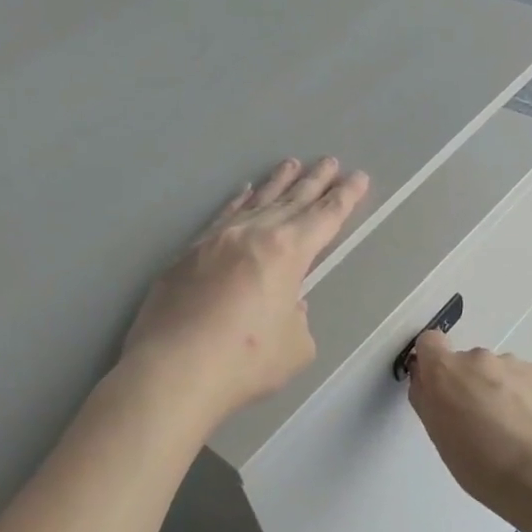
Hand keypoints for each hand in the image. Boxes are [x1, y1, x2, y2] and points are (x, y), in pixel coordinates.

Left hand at [123, 157, 369, 424]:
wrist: (173, 370)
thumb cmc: (245, 362)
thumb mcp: (295, 346)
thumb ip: (297, 317)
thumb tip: (284, 303)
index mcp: (287, 253)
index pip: (324, 217)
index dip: (344, 198)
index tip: (358, 177)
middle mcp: (252, 235)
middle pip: (291, 200)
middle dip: (314, 181)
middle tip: (329, 161)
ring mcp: (215, 241)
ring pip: (254, 202)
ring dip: (276, 183)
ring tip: (290, 164)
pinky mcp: (186, 255)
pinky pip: (221, 217)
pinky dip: (237, 202)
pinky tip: (242, 193)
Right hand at [407, 331, 531, 509]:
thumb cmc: (477, 462)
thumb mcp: (436, 433)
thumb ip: (427, 397)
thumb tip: (426, 379)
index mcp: (444, 370)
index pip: (429, 342)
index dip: (431, 360)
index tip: (438, 384)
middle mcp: (475, 358)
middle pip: (464, 361)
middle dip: (467, 382)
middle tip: (476, 418)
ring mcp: (510, 363)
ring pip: (494, 370)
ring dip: (495, 388)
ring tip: (507, 425)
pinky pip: (520, 377)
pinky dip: (519, 393)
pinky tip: (527, 423)